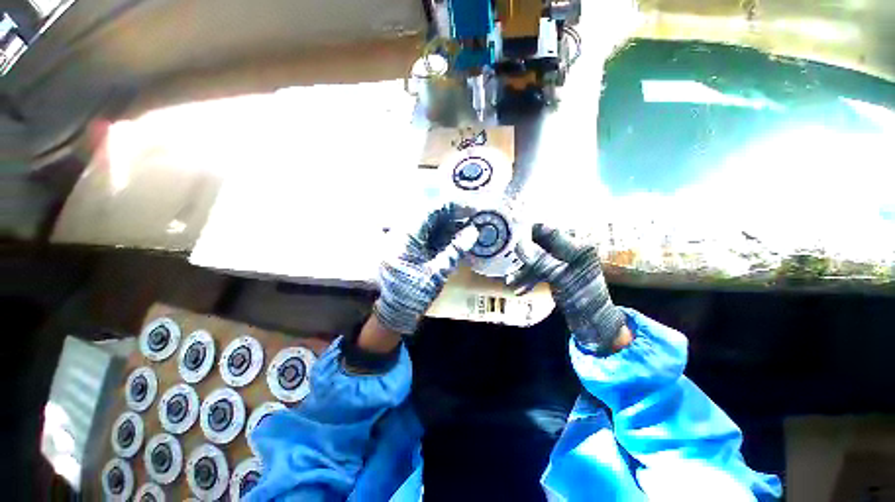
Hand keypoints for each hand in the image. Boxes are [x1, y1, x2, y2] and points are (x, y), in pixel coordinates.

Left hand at [373, 203, 478, 334]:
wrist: (396, 311)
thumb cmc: (415, 294)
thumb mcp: (438, 272)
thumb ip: (455, 250)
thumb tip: (474, 231)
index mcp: (405, 238)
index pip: (429, 212)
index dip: (450, 207)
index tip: (469, 209)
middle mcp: (401, 234)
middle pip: (428, 216)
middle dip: (450, 215)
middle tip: (470, 217)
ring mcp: (402, 241)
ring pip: (427, 224)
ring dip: (446, 224)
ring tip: (465, 225)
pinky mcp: (406, 248)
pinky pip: (424, 234)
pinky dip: (440, 234)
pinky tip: (453, 236)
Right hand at [508, 224, 628, 353]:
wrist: (595, 324)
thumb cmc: (585, 301)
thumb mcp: (562, 280)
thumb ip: (541, 261)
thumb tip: (519, 245)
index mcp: (579, 247)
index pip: (549, 231)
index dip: (528, 231)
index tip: (509, 233)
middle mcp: (572, 250)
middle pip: (540, 245)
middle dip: (523, 254)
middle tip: (505, 256)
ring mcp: (564, 262)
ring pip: (537, 259)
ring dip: (524, 270)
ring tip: (511, 282)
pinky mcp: (558, 271)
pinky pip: (539, 270)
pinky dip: (529, 278)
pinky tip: (520, 289)